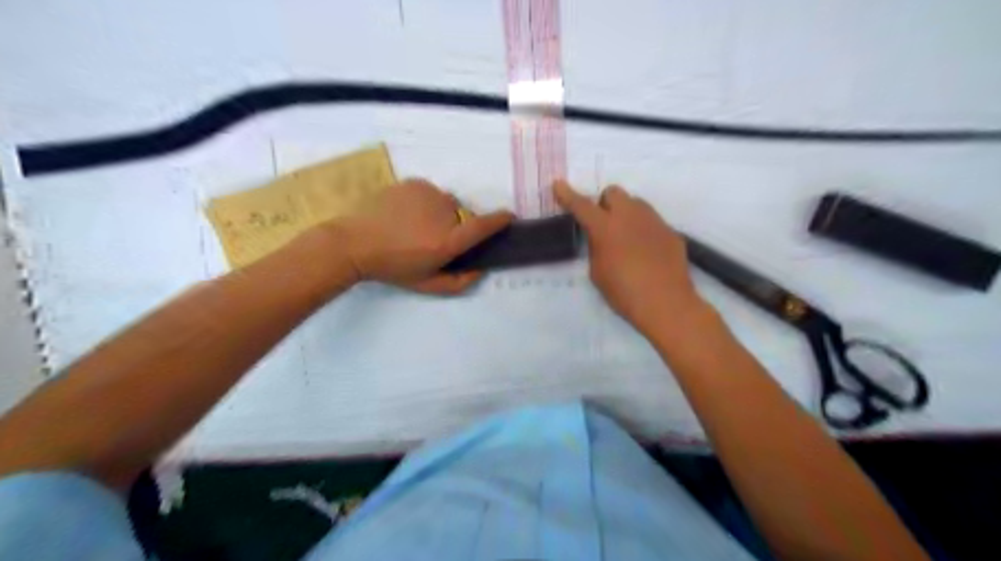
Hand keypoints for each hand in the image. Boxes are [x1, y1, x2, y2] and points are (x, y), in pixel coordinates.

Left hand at [331, 179, 514, 296]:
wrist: (354, 242)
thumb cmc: (392, 268)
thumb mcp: (426, 284)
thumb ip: (458, 282)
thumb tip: (481, 270)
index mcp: (446, 241)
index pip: (482, 226)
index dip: (499, 220)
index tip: (509, 216)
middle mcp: (443, 214)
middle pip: (463, 216)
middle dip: (455, 226)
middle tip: (431, 238)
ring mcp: (428, 195)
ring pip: (446, 203)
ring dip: (439, 213)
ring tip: (414, 226)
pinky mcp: (415, 183)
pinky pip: (430, 193)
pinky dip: (425, 202)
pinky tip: (405, 213)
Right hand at [555, 183, 702, 335]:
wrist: (666, 303)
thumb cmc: (623, 292)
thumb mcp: (597, 272)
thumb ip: (596, 248)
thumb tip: (601, 238)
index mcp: (605, 227)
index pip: (582, 205)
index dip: (568, 195)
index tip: (558, 184)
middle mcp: (630, 216)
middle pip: (613, 192)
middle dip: (604, 203)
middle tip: (603, 224)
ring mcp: (653, 221)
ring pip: (636, 203)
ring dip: (625, 213)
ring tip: (626, 238)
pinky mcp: (670, 232)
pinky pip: (652, 222)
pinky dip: (643, 230)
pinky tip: (646, 253)